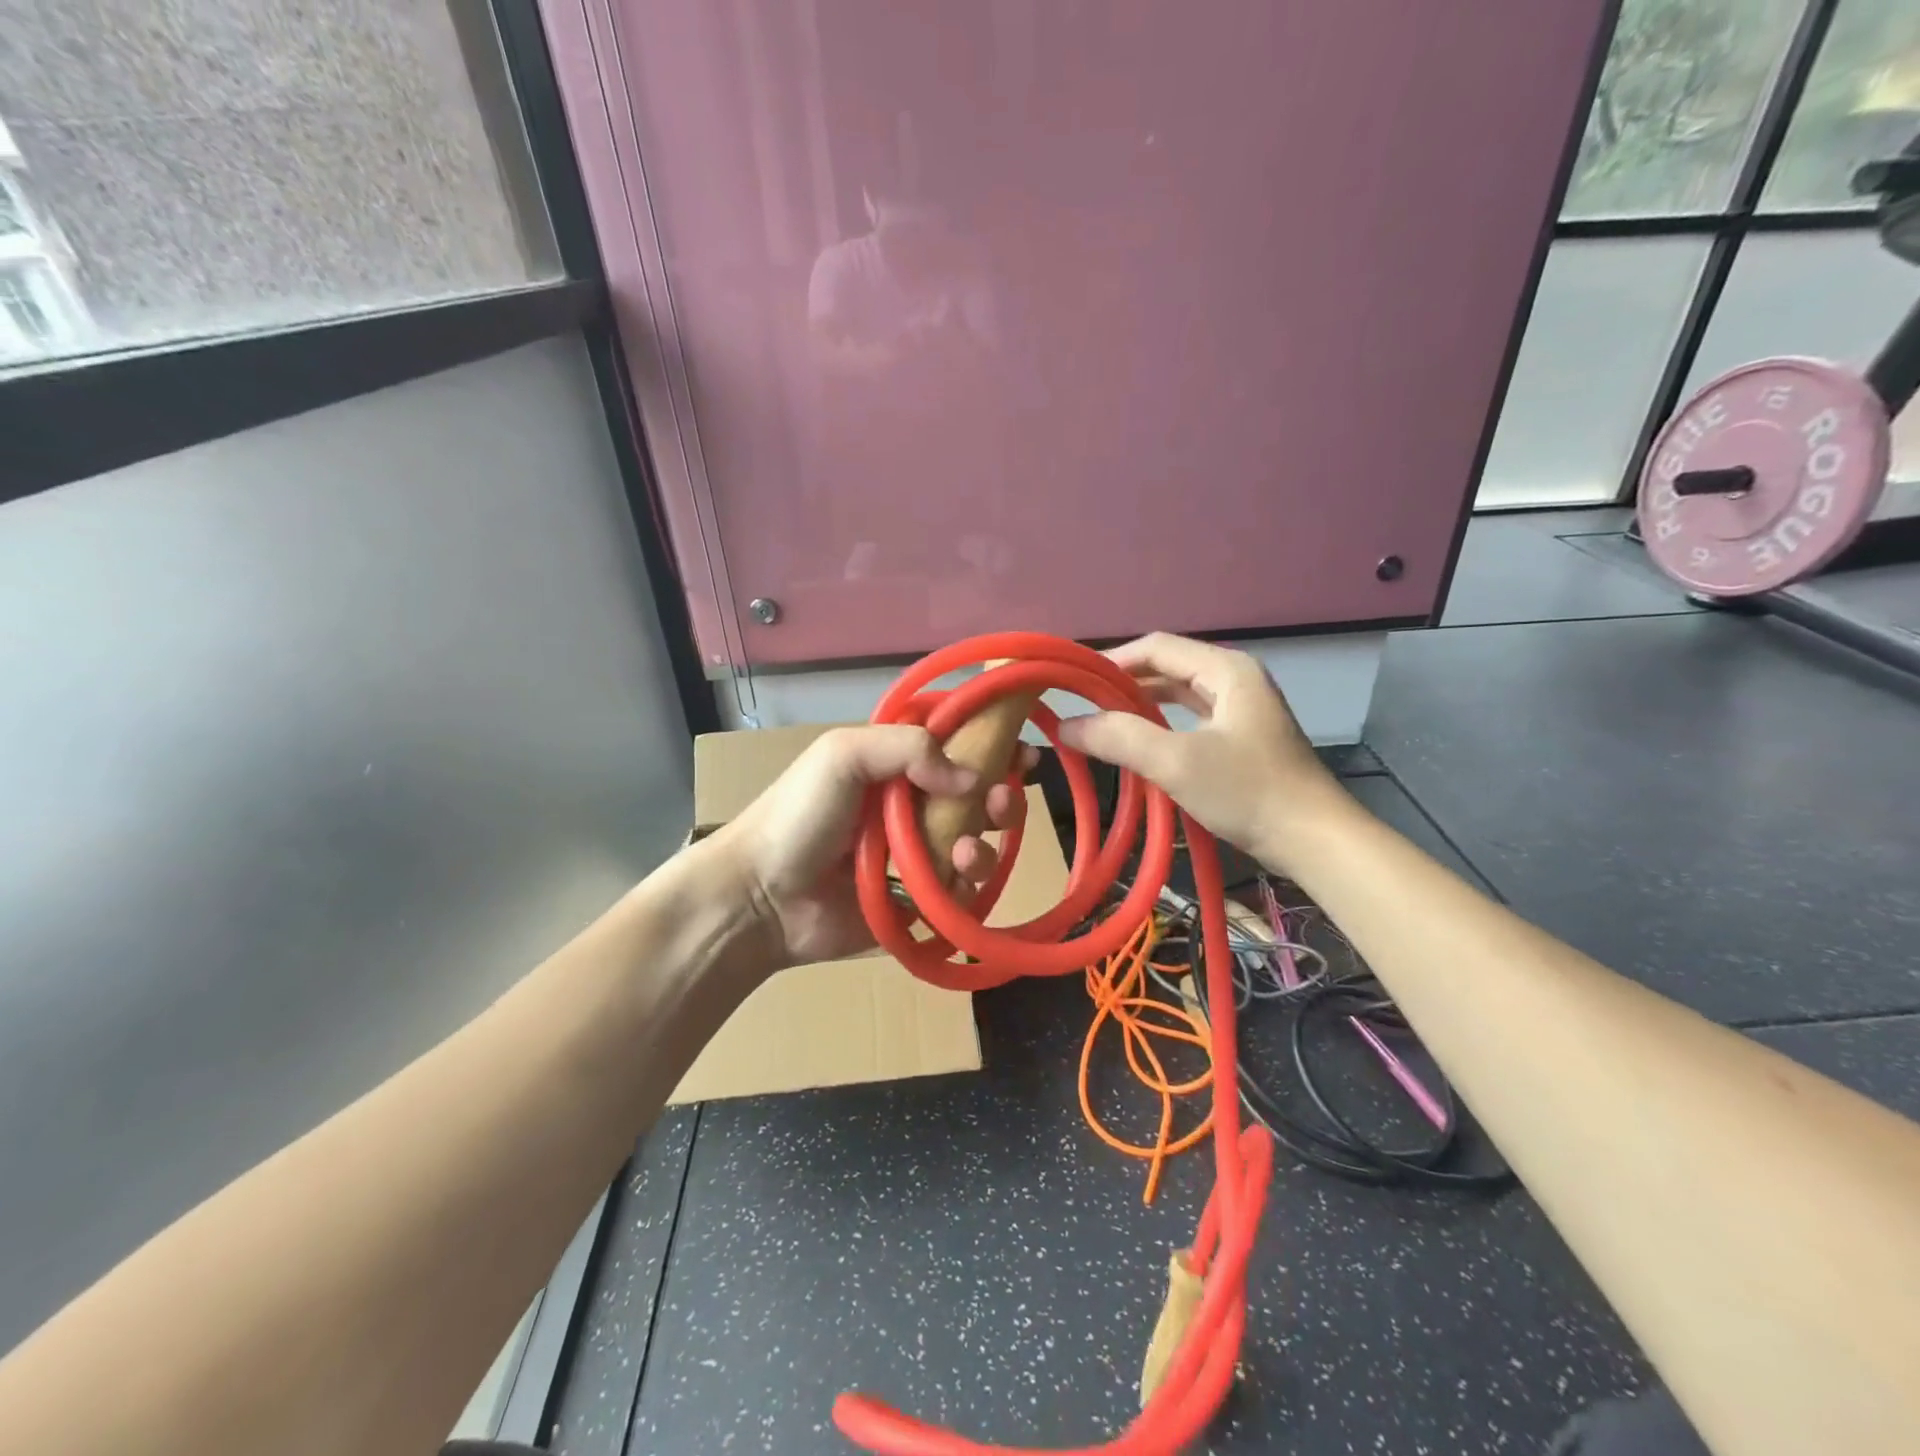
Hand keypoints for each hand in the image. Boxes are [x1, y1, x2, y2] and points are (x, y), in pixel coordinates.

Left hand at [711, 725, 1031, 967]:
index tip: (1021, 752)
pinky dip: (971, 884)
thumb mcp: (844, 756)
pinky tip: (956, 878)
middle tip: (1004, 801)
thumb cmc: (800, 816)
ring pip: (981, 844)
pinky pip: (965, 892)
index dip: (992, 747)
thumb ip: (909, 748)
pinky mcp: (921, 901)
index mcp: (897, 767)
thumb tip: (973, 778)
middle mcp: (915, 807)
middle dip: (1003, 797)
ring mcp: (920, 856)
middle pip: (980, 798)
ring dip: (988, 844)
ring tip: (967, 851)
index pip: (958, 748)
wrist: (762, 897)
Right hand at [1055, 633, 1347, 873]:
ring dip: (1139, 707)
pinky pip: (1189, 720)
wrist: (1315, 842)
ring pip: (1178, 695)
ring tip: (1099, 724)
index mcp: (1226, 669)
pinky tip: (1138, 746)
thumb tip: (1065, 726)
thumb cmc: (1248, 792)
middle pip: (1166, 668)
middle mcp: (1235, 679)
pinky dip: (1159, 727)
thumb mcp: (1175, 762)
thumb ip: (1118, 737)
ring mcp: (1241, 710)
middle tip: (1080, 706)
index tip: (1072, 684)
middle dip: (1121, 684)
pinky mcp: (1242, 739)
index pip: (1155, 647)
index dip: (1110, 661)